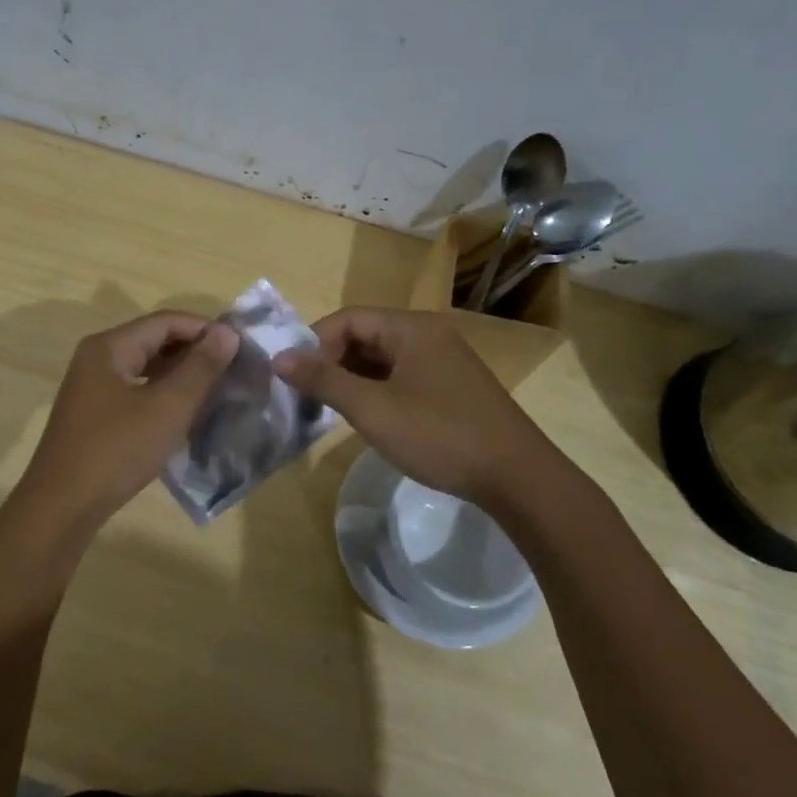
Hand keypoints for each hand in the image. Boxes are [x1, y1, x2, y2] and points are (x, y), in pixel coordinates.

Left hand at [17, 310, 238, 532]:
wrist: (62, 506)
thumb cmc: (117, 450)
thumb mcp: (167, 407)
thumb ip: (200, 367)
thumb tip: (227, 332)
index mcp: (110, 347)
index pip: (166, 321)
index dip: (205, 329)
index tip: (240, 347)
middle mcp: (97, 358)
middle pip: (154, 340)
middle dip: (194, 351)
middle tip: (233, 369)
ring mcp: (92, 387)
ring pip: (145, 367)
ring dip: (180, 374)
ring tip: (216, 389)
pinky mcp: (94, 414)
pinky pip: (136, 390)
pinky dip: (163, 394)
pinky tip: (185, 412)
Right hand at [273, 308, 541, 507]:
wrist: (516, 477)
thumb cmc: (439, 435)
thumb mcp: (372, 409)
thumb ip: (323, 380)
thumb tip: (279, 358)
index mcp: (411, 328)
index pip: (348, 319)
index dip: (314, 343)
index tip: (293, 377)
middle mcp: (429, 334)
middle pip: (366, 335)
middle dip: (332, 362)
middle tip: (308, 396)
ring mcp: (444, 360)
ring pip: (383, 358)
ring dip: (353, 378)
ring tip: (331, 409)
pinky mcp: (453, 386)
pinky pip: (403, 375)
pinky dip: (378, 389)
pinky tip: (368, 417)